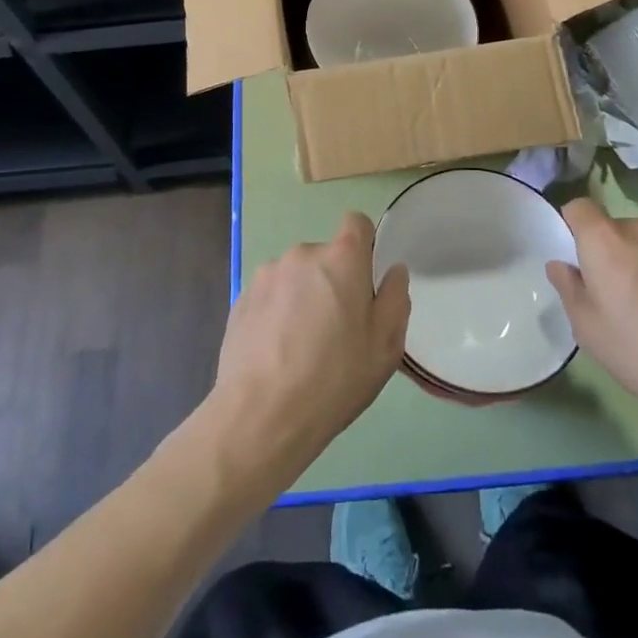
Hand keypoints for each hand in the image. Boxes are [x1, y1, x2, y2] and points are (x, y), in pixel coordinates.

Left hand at [210, 212, 410, 479]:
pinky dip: (278, 314)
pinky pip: (271, 296)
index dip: (365, 246)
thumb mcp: (385, 346)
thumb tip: (393, 271)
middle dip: (334, 282)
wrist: (260, 415)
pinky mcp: (241, 298)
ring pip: (297, 277)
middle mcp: (302, 254)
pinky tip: (277, 353)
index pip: (356, 223)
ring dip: (304, 297)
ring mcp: (266, 275)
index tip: (365, 282)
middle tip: (338, 330)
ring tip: (303, 347)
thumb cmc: (334, 378)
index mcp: (341, 258)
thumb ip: (395, 298)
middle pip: (326, 257)